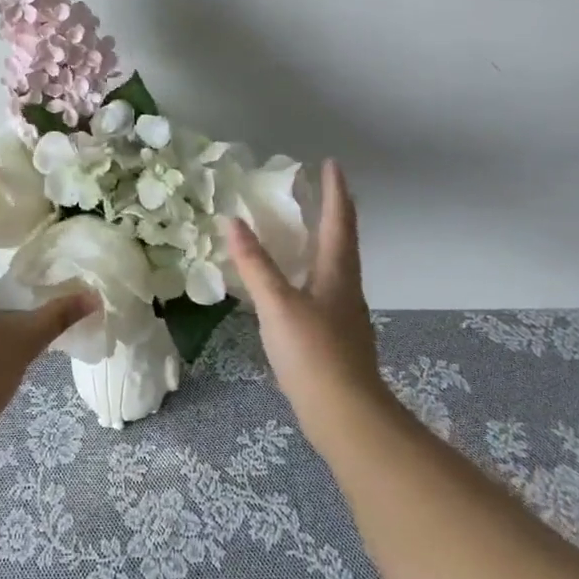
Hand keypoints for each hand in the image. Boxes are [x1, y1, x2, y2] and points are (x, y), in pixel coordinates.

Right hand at [227, 160, 393, 447]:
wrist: (345, 416)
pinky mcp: (335, 336)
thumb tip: (232, 221)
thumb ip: (254, 264)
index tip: (330, 163)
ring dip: (322, 240)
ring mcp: (343, 313)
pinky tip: (293, 283)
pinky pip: (323, 288)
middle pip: (342, 240)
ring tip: (302, 228)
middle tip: (315, 189)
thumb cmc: (313, 353)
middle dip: (332, 211)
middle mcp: (346, 287)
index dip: (335, 190)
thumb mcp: (277, 305)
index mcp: (337, 272)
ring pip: (334, 265)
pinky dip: (310, 270)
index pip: (339, 220)